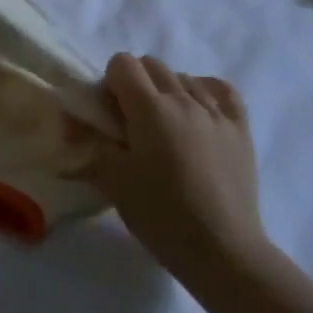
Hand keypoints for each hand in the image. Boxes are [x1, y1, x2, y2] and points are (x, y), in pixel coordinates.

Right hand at [89, 54, 267, 280]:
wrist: (222, 250)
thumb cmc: (160, 214)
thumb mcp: (113, 180)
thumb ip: (90, 143)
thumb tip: (72, 121)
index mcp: (149, 108)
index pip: (123, 63)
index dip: (109, 82)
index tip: (110, 114)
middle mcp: (184, 99)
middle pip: (152, 65)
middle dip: (135, 83)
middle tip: (132, 122)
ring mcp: (217, 112)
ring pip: (184, 77)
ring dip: (168, 90)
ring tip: (166, 127)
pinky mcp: (241, 129)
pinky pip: (221, 90)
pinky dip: (204, 92)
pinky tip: (198, 113)